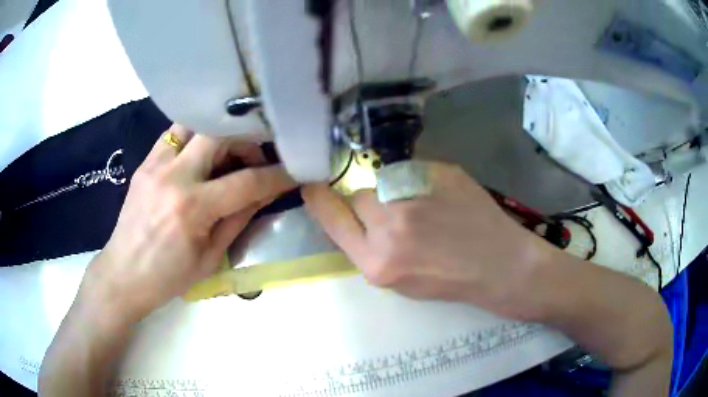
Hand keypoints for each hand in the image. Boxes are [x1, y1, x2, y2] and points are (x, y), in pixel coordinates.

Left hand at [82, 124, 294, 322]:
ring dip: (219, 135)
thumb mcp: (211, 256)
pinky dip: (195, 138)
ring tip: (227, 155)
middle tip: (254, 161)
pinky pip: (176, 134)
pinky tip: (200, 157)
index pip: (246, 182)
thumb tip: (266, 192)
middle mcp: (173, 176)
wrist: (123, 274)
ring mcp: (155, 164)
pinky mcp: (145, 162)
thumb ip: (239, 218)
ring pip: (196, 124)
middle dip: (247, 143)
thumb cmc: (168, 277)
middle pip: (220, 134)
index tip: (294, 170)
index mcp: (191, 208)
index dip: (277, 175)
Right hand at [302, 161, 554, 321]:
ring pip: (384, 180)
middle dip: (370, 203)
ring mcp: (416, 196)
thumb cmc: (449, 281)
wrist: (499, 265)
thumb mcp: (399, 281)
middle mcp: (390, 227)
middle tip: (398, 214)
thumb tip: (352, 215)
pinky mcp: (439, 173)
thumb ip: (370, 248)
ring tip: (425, 207)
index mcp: (377, 262)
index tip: (311, 187)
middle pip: (358, 195)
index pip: (331, 218)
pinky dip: (418, 180)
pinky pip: (411, 169)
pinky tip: (441, 198)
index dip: (319, 199)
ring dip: (394, 190)